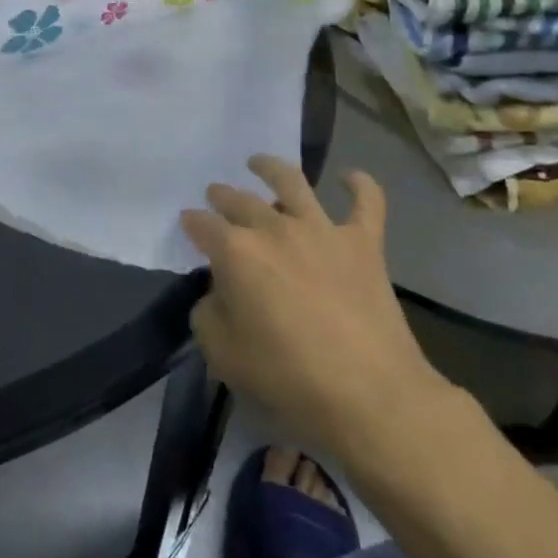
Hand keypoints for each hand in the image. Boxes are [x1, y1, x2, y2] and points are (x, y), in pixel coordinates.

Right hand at [182, 157, 443, 456]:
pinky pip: (367, 203)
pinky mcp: (364, 243)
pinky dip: (360, 185)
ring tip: (259, 162)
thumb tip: (218, 294)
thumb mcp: (222, 354)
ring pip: (292, 182)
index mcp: (236, 252)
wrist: (370, 394)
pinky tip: (350, 177)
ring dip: (271, 168)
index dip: (191, 223)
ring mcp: (322, 230)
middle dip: (223, 195)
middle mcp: (275, 228)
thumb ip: (208, 315)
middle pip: (240, 200)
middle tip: (216, 195)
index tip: (188, 223)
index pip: (203, 225)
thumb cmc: (287, 377)